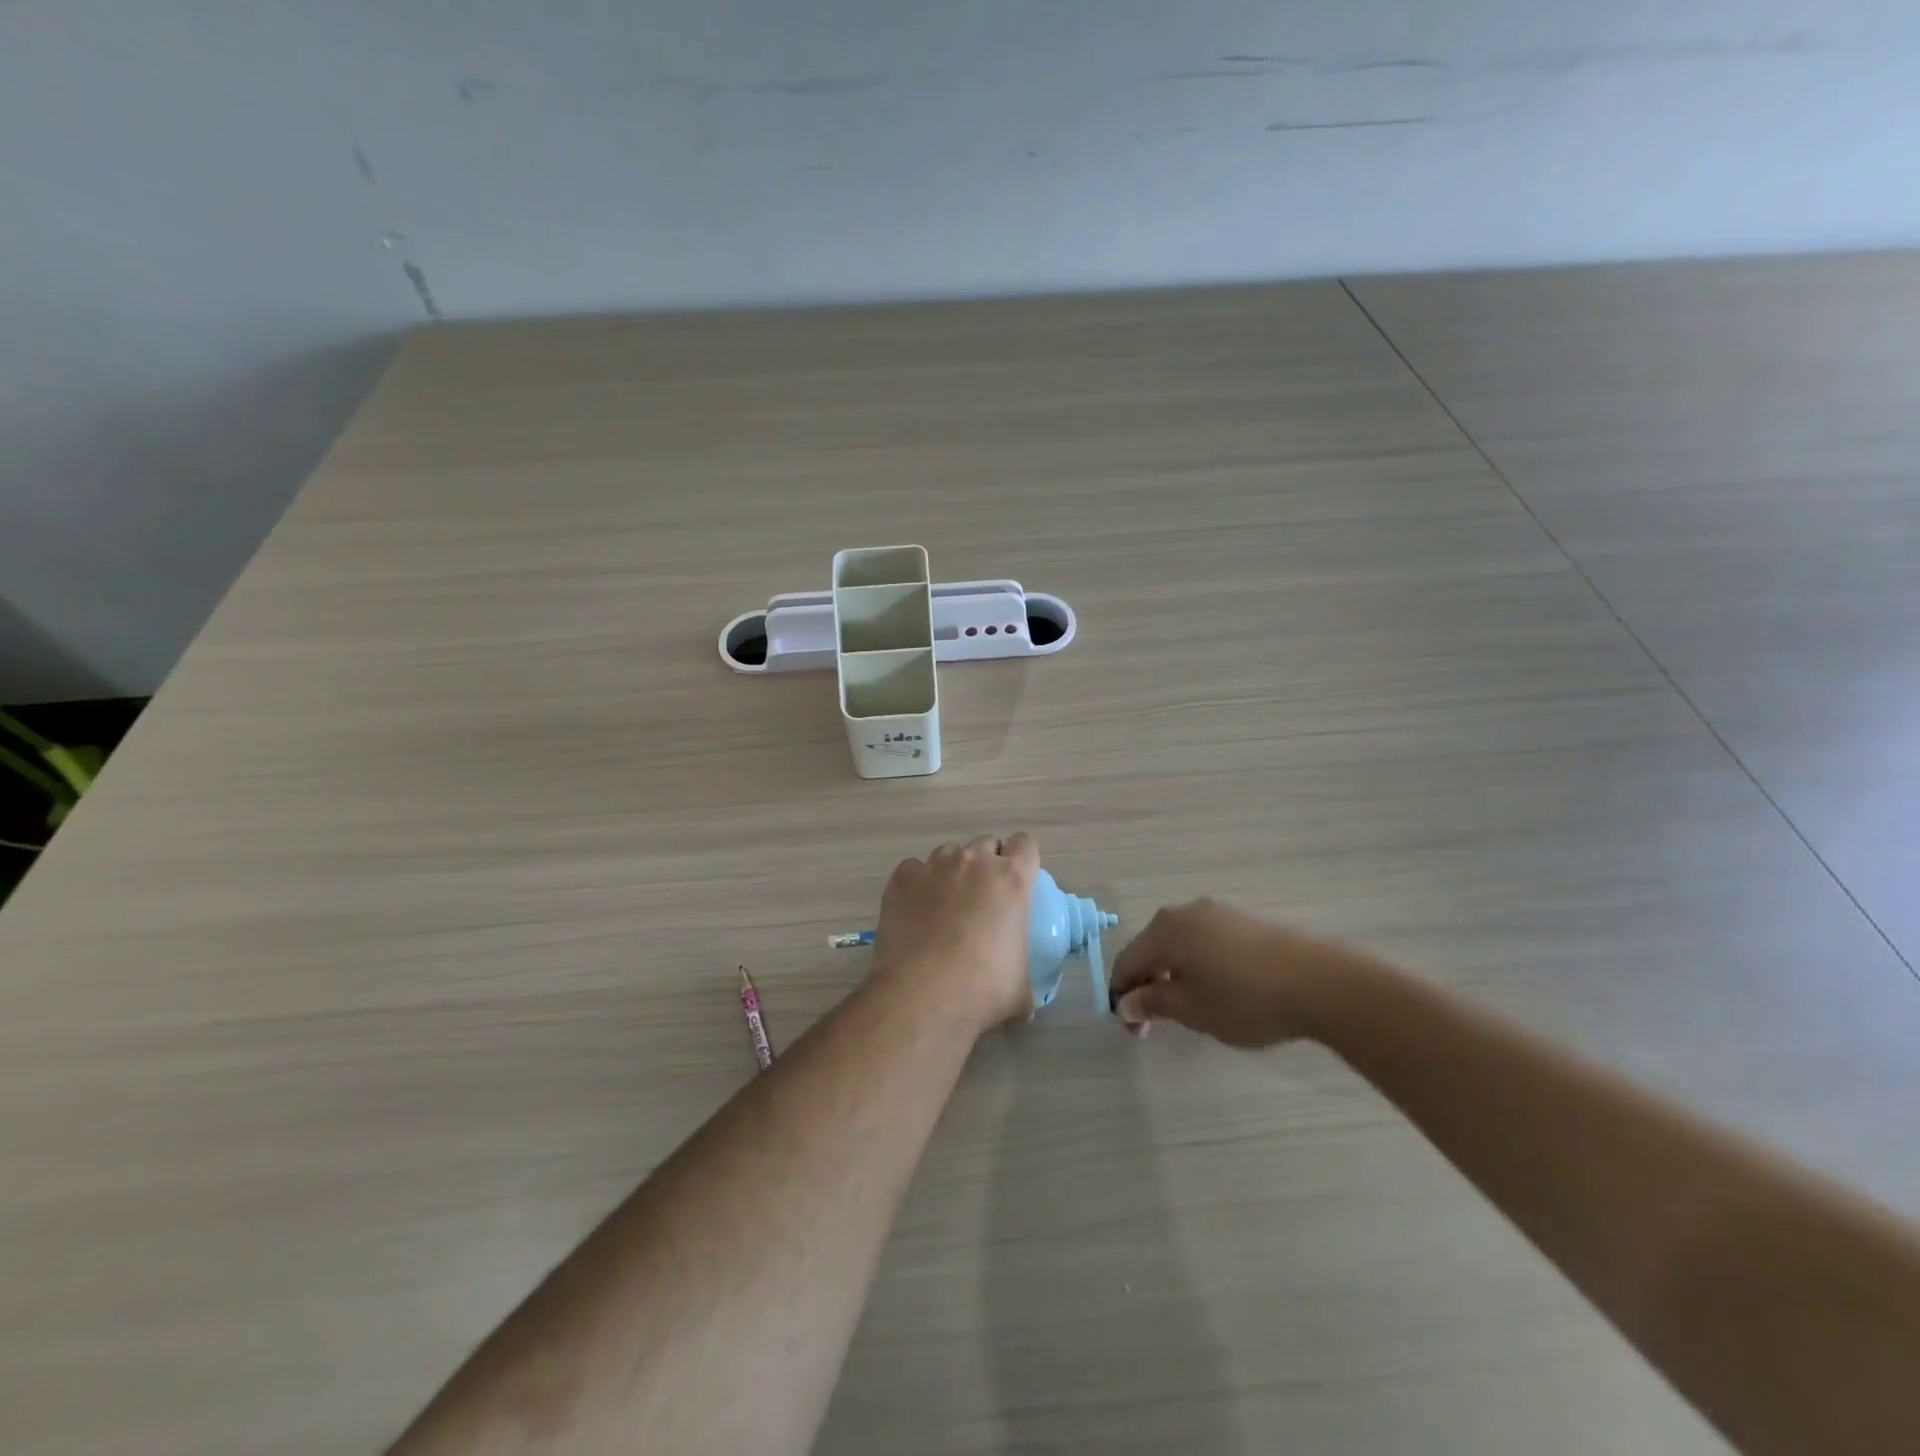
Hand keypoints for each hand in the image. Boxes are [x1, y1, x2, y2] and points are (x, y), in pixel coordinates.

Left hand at [870, 833, 1039, 1033]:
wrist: (922, 996)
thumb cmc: (983, 990)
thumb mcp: (1021, 987)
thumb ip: (1024, 976)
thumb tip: (1023, 1003)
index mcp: (1012, 879)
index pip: (1025, 845)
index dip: (1022, 860)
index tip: (1018, 880)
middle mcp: (974, 862)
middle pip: (986, 843)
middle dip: (987, 863)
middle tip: (982, 898)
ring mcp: (934, 866)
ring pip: (949, 853)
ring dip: (953, 871)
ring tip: (945, 904)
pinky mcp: (902, 878)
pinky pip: (914, 869)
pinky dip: (918, 883)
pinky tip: (916, 910)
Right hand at [1109, 899, 1353, 1046]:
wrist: (1319, 982)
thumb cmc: (1244, 999)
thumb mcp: (1192, 1009)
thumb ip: (1152, 1003)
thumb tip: (1125, 1003)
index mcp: (1164, 930)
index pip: (1126, 963)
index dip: (1123, 997)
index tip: (1135, 1032)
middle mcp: (1184, 912)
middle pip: (1151, 949)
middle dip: (1148, 985)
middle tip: (1159, 1024)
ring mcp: (1217, 912)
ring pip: (1179, 944)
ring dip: (1173, 975)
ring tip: (1192, 1008)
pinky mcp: (1244, 920)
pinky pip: (1206, 941)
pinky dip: (1199, 964)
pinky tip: (1220, 989)